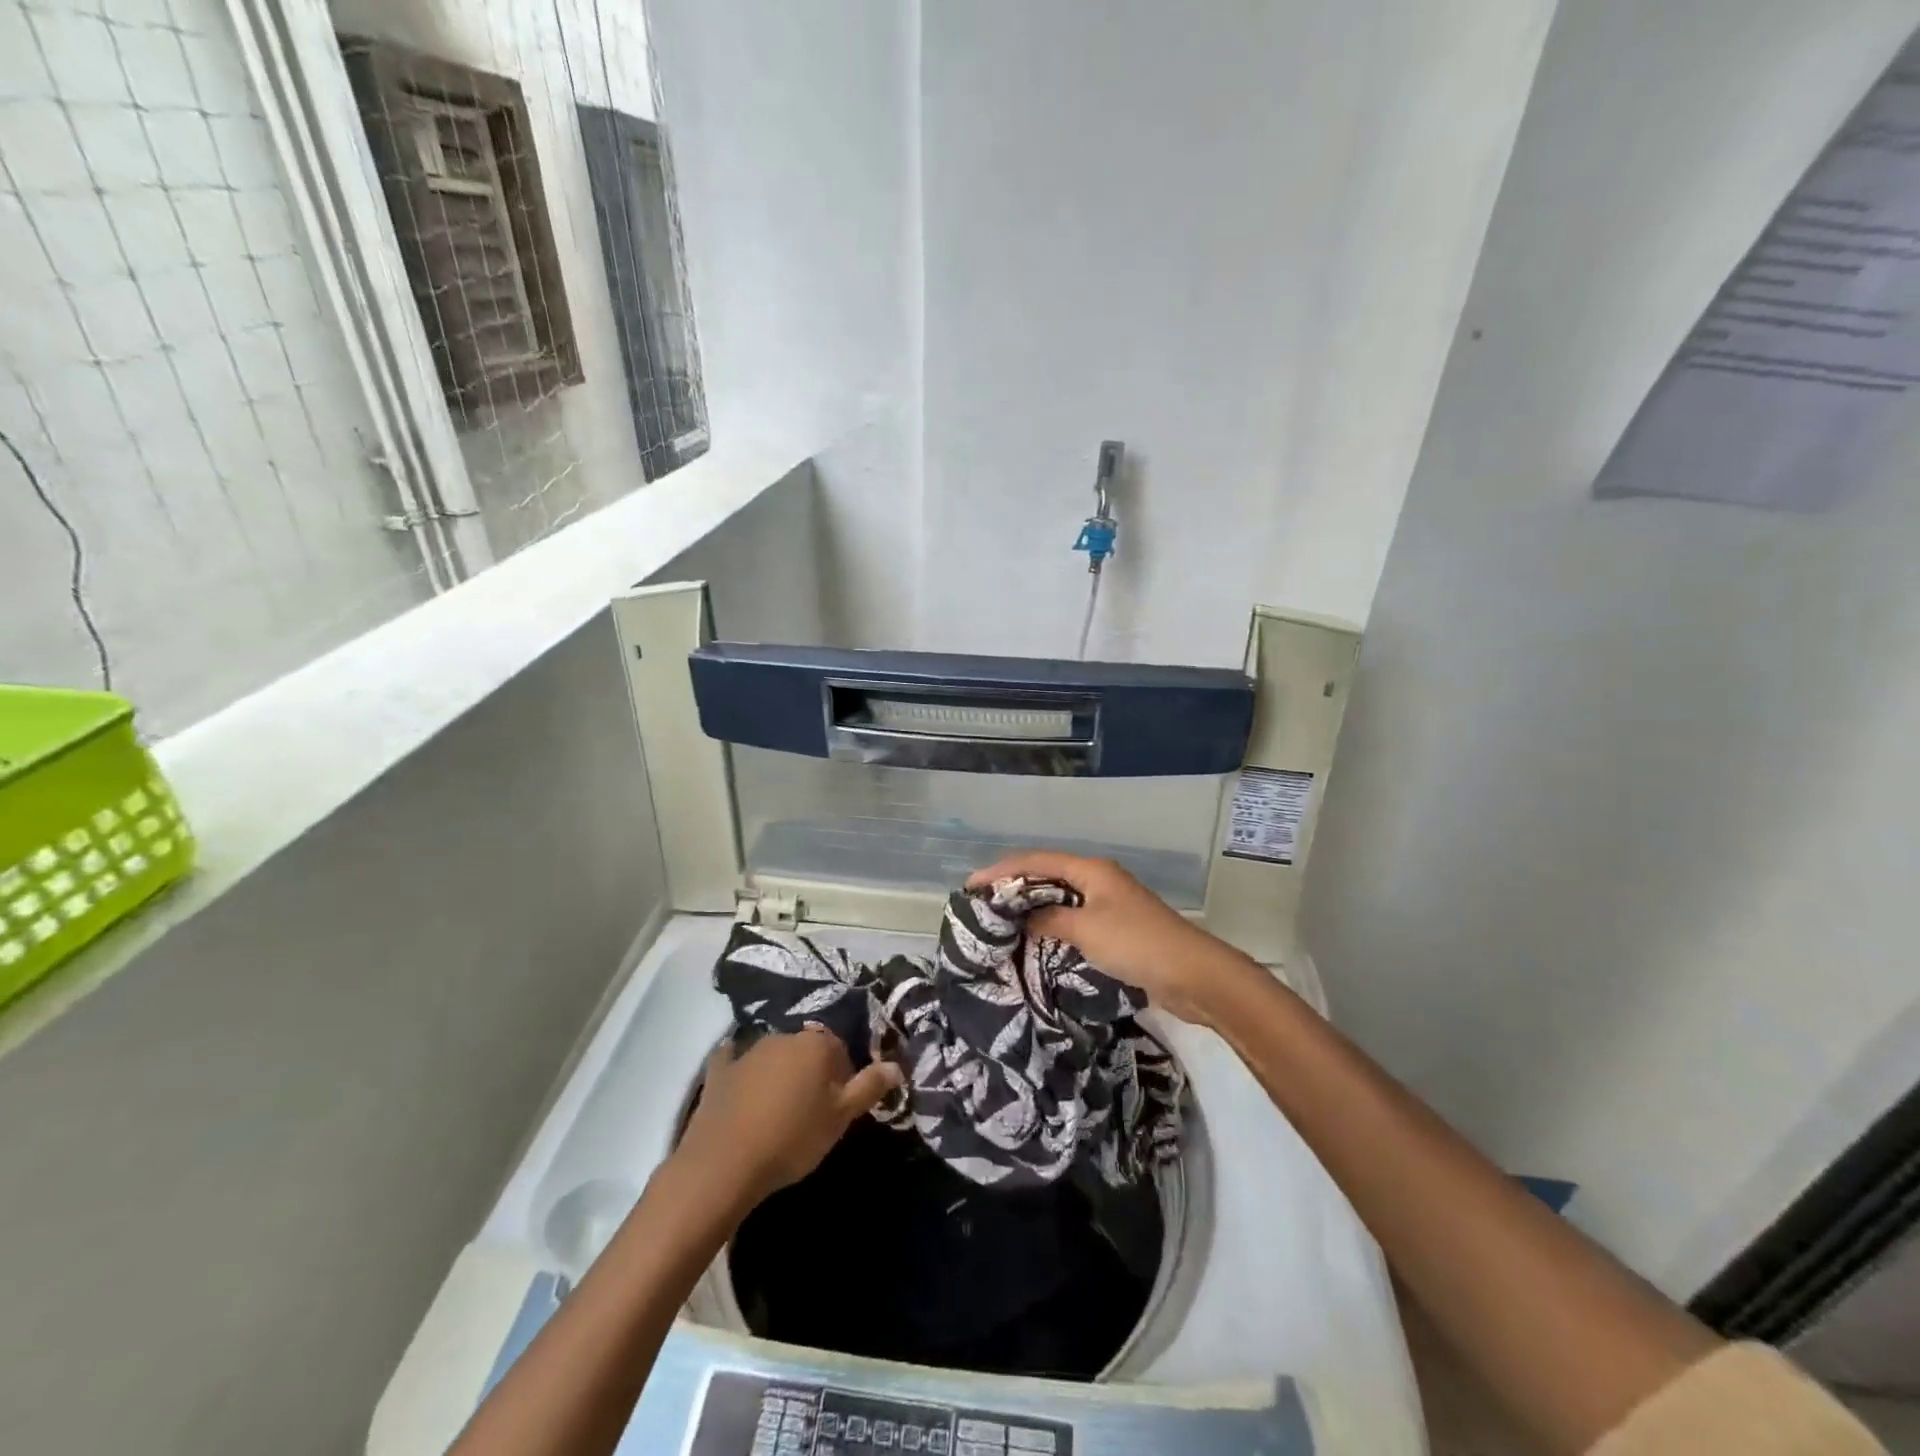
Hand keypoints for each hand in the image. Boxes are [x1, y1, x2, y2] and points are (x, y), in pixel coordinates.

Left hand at [674, 1028, 902, 1208]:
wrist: (724, 1164)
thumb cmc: (792, 1138)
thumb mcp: (840, 1118)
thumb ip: (869, 1087)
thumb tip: (896, 1065)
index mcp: (816, 1044)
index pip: (840, 1049)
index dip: (844, 1076)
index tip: (840, 1106)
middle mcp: (784, 1037)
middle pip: (807, 1049)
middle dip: (812, 1072)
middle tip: (812, 1110)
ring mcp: (748, 1051)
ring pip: (774, 1055)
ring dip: (781, 1073)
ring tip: (780, 1111)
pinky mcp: (719, 1071)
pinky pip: (733, 1061)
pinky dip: (739, 1069)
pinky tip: (740, 1082)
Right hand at [967, 851, 1254, 1024]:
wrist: (1194, 975)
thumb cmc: (1137, 944)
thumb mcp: (1086, 930)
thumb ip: (1050, 920)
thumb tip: (1023, 918)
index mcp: (1091, 870)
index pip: (1036, 861)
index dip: (1002, 870)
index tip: (971, 886)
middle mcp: (1098, 880)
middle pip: (1048, 875)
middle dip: (1015, 886)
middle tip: (982, 904)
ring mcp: (1109, 903)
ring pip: (1061, 898)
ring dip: (1033, 906)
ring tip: (1002, 921)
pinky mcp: (1116, 928)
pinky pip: (1074, 918)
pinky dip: (1052, 924)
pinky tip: (1036, 939)